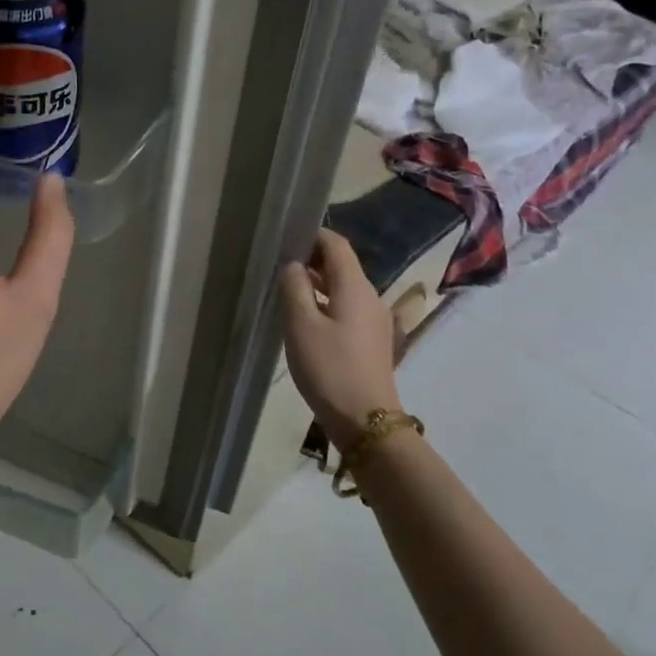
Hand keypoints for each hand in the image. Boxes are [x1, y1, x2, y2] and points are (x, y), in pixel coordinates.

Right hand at [278, 229, 402, 451]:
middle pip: (343, 266)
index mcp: (356, 287)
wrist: (366, 419)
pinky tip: (306, 318)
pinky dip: (327, 303)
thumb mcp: (301, 325)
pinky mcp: (372, 341)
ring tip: (288, 288)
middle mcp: (370, 297)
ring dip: (319, 283)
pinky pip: (348, 309)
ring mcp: (374, 321)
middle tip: (281, 262)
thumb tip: (293, 265)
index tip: (287, 235)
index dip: (314, 235)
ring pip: (344, 289)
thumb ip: (295, 288)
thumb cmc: (329, 368)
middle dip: (314, 259)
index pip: (337, 246)